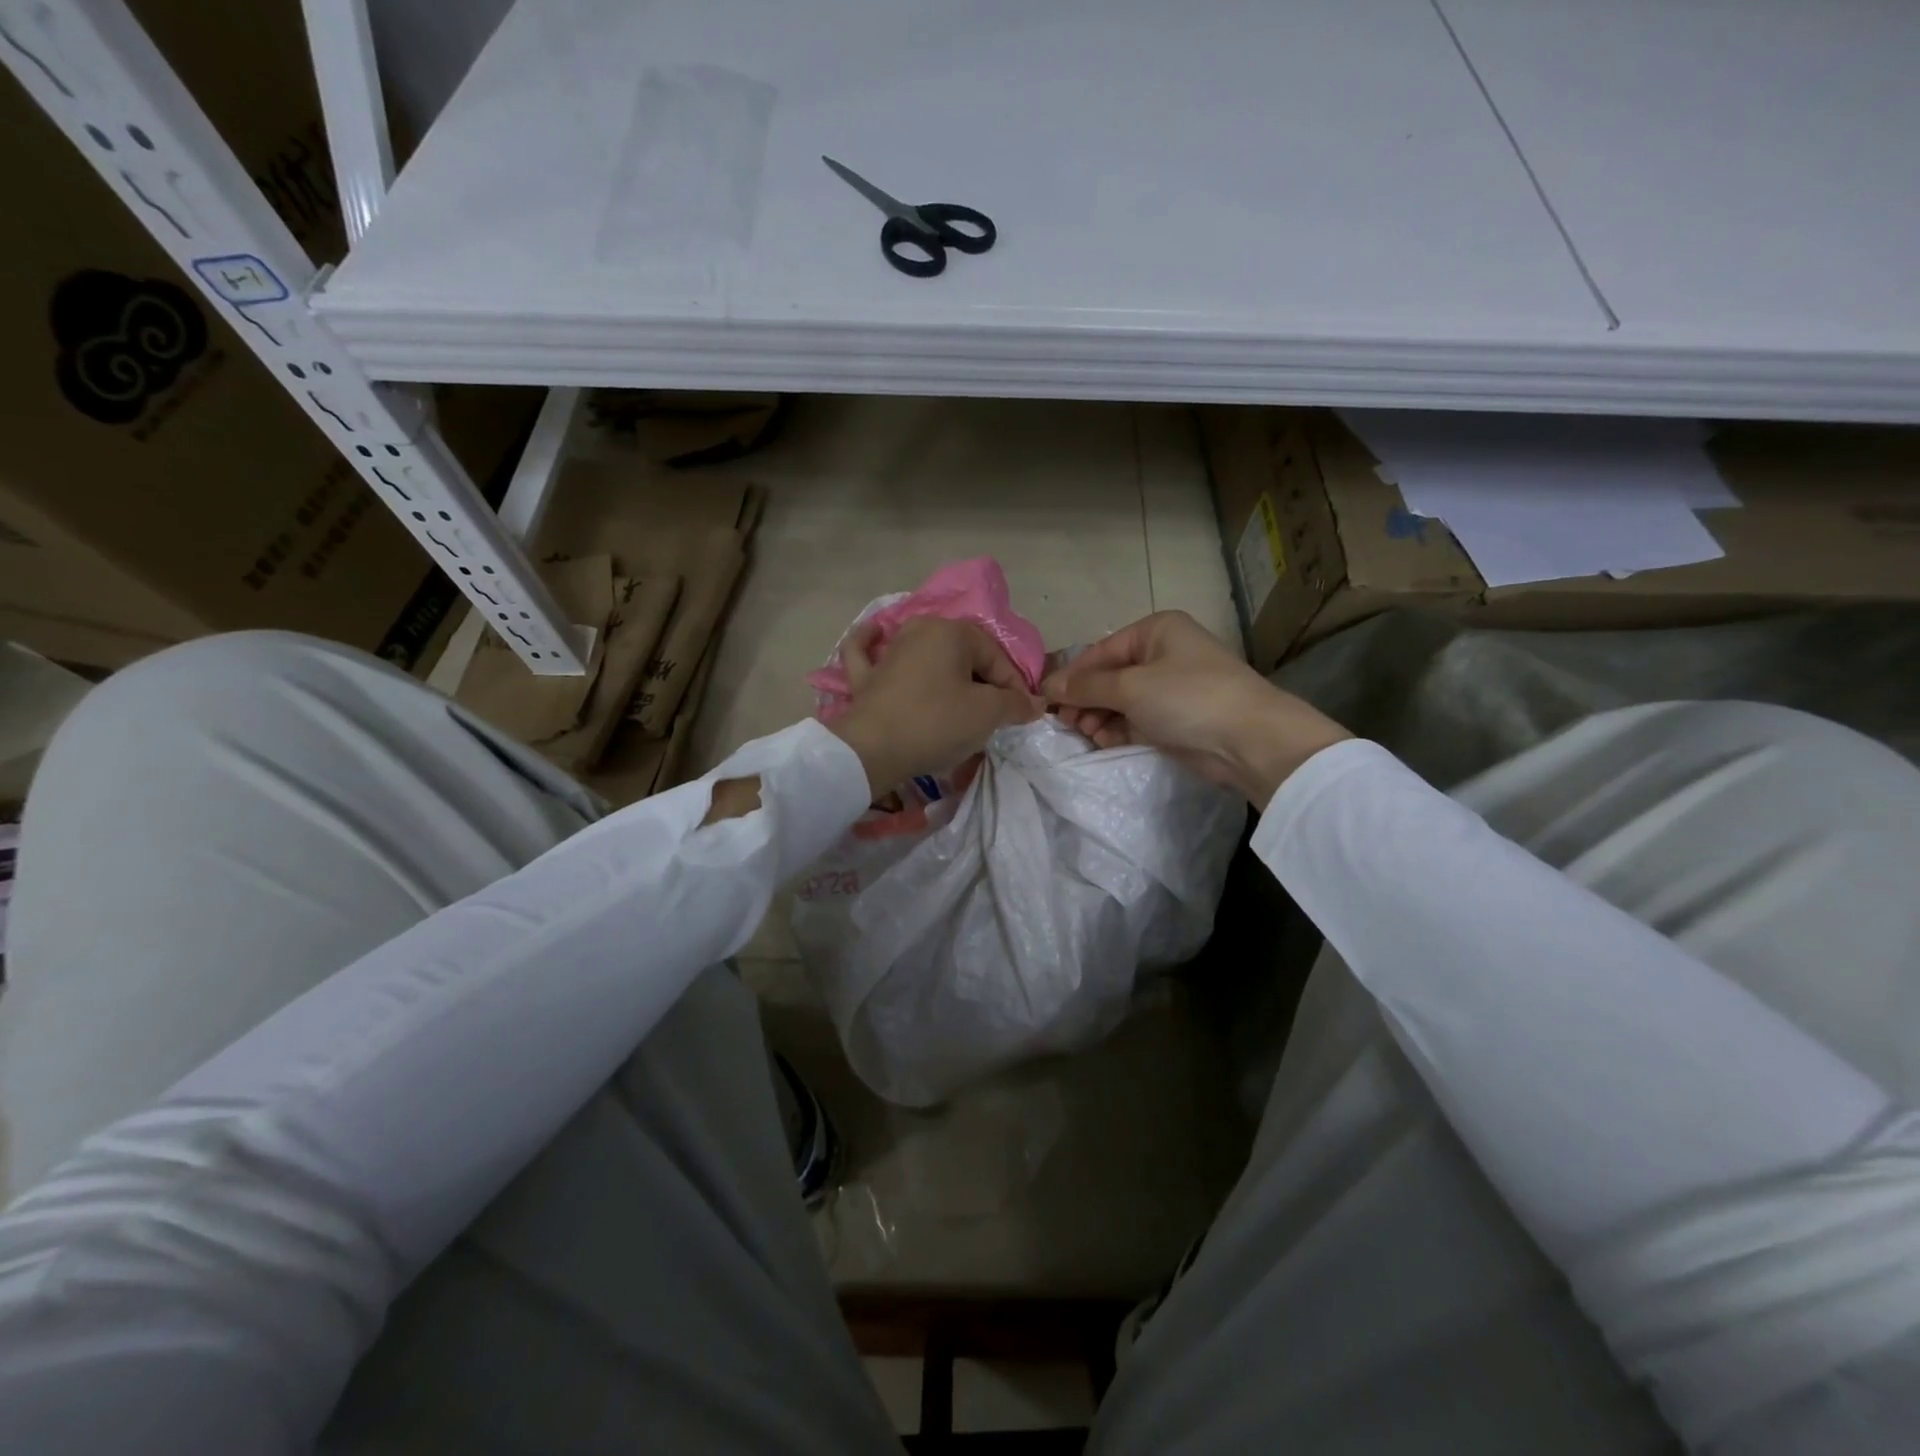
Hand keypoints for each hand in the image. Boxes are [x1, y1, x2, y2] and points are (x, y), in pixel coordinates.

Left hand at [828, 617, 1039, 796]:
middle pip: (963, 656)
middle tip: (993, 716)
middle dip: (982, 682)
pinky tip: (877, 635)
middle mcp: (918, 631)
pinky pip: (870, 654)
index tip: (1020, 715)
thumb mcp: (987, 714)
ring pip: (924, 654)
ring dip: (944, 672)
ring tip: (959, 699)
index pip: (996, 657)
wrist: (873, 749)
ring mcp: (888, 652)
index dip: (1014, 687)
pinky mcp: (865, 676)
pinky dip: (873, 645)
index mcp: (951, 631)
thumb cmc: (936, 723)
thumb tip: (1036, 703)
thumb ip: (1015, 704)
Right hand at [1042, 611, 1349, 805]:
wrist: (1249, 740)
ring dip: (1098, 717)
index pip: (1100, 650)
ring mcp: (1169, 688)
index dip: (1071, 675)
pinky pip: (1134, 720)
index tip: (1045, 701)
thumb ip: (1086, 686)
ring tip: (1087, 734)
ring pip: (1119, 701)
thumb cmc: (1187, 698)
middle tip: (1066, 724)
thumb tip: (1047, 687)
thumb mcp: (1130, 687)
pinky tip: (1104, 741)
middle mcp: (1162, 654)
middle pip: (1108, 676)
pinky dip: (1117, 730)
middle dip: (1085, 700)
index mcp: (1155, 631)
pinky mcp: (1174, 719)